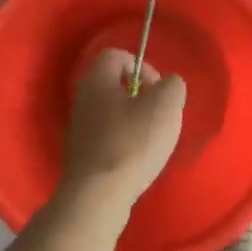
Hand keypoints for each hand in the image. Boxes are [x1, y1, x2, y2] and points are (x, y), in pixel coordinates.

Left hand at [60, 49, 186, 205]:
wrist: (98, 196)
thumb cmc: (132, 143)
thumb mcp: (166, 106)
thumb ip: (172, 86)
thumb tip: (167, 86)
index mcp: (97, 79)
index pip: (116, 55)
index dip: (142, 65)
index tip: (159, 90)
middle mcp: (82, 98)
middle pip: (114, 84)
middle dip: (141, 96)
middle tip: (159, 115)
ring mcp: (79, 128)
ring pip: (112, 112)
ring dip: (134, 121)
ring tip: (152, 140)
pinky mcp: (82, 154)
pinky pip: (107, 137)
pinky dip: (124, 142)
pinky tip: (138, 159)